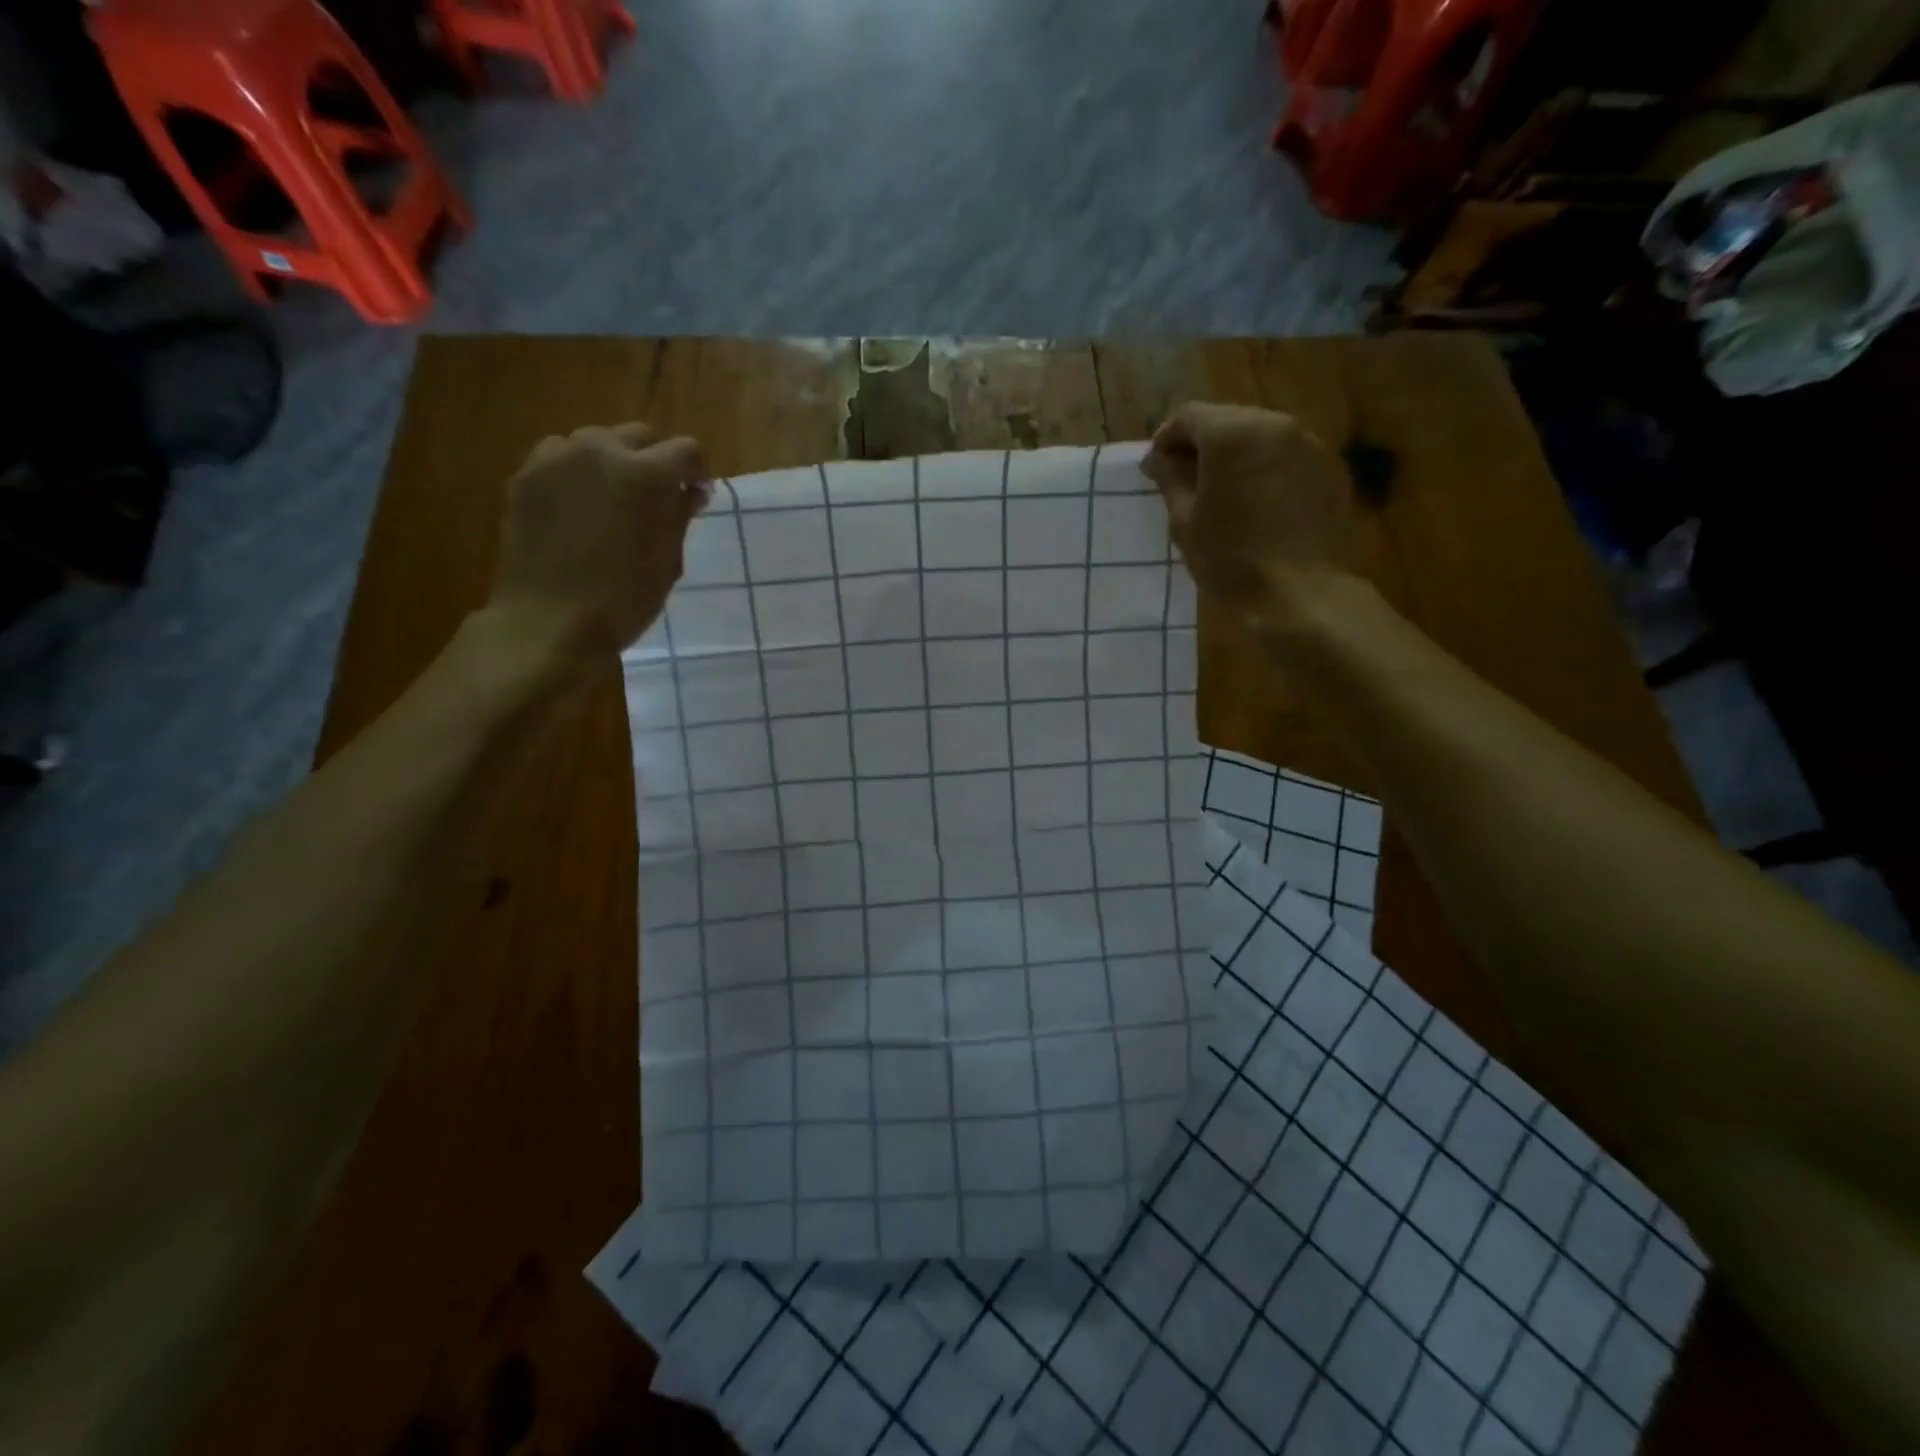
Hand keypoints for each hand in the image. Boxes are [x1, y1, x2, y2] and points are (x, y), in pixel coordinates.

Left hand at [490, 423, 708, 657]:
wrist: (549, 622)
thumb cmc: (623, 599)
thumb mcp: (667, 561)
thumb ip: (679, 516)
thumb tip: (690, 492)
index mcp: (646, 474)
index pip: (686, 451)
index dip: (697, 472)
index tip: (696, 496)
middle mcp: (600, 451)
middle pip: (640, 436)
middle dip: (655, 460)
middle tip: (657, 498)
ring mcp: (556, 459)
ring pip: (596, 441)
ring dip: (613, 462)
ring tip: (613, 500)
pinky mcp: (525, 475)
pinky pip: (560, 458)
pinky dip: (577, 473)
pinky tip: (578, 506)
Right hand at [1142, 402, 1357, 627]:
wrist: (1301, 592)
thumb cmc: (1231, 558)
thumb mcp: (1185, 522)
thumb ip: (1169, 480)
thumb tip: (1157, 458)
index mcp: (1232, 433)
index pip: (1189, 416)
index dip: (1167, 439)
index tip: (1157, 470)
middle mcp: (1275, 425)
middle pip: (1227, 420)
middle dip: (1203, 446)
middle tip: (1187, 483)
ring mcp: (1309, 445)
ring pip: (1260, 437)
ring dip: (1236, 458)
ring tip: (1223, 496)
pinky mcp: (1330, 469)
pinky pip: (1287, 458)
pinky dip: (1266, 471)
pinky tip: (1258, 507)